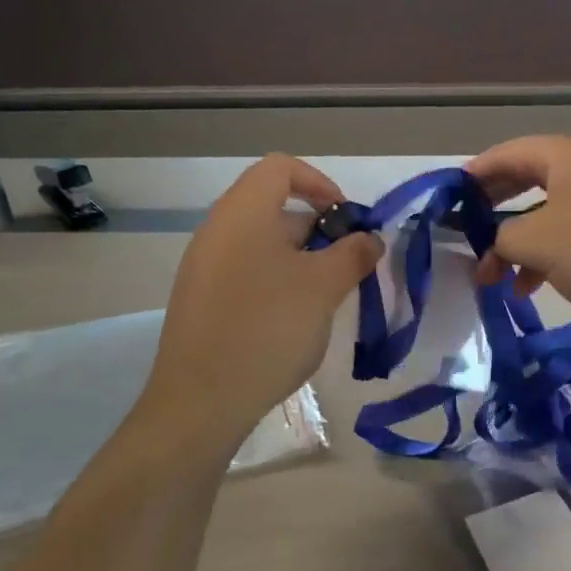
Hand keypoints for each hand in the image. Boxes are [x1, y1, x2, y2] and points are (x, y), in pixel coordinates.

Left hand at [139, 155, 381, 448]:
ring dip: (303, 261)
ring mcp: (204, 267)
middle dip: (319, 232)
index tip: (347, 222)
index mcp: (243, 213)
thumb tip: (369, 239)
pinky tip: (293, 322)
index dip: (321, 184)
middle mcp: (217, 231)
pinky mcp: (201, 301)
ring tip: (326, 300)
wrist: (201, 402)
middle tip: (347, 270)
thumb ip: (353, 254)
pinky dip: (278, 283)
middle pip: (275, 208)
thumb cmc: (268, 329)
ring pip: (264, 245)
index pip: (282, 168)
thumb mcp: (324, 288)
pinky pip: (247, 273)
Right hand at [465, 135, 570, 333]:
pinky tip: (539, 284)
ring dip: (523, 240)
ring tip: (501, 278)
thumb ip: (503, 237)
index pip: (506, 153)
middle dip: (496, 212)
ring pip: (554, 210)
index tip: (449, 201)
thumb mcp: (540, 243)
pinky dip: (554, 252)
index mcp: (566, 154)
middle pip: (529, 179)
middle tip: (470, 236)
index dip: (473, 176)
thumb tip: (497, 242)